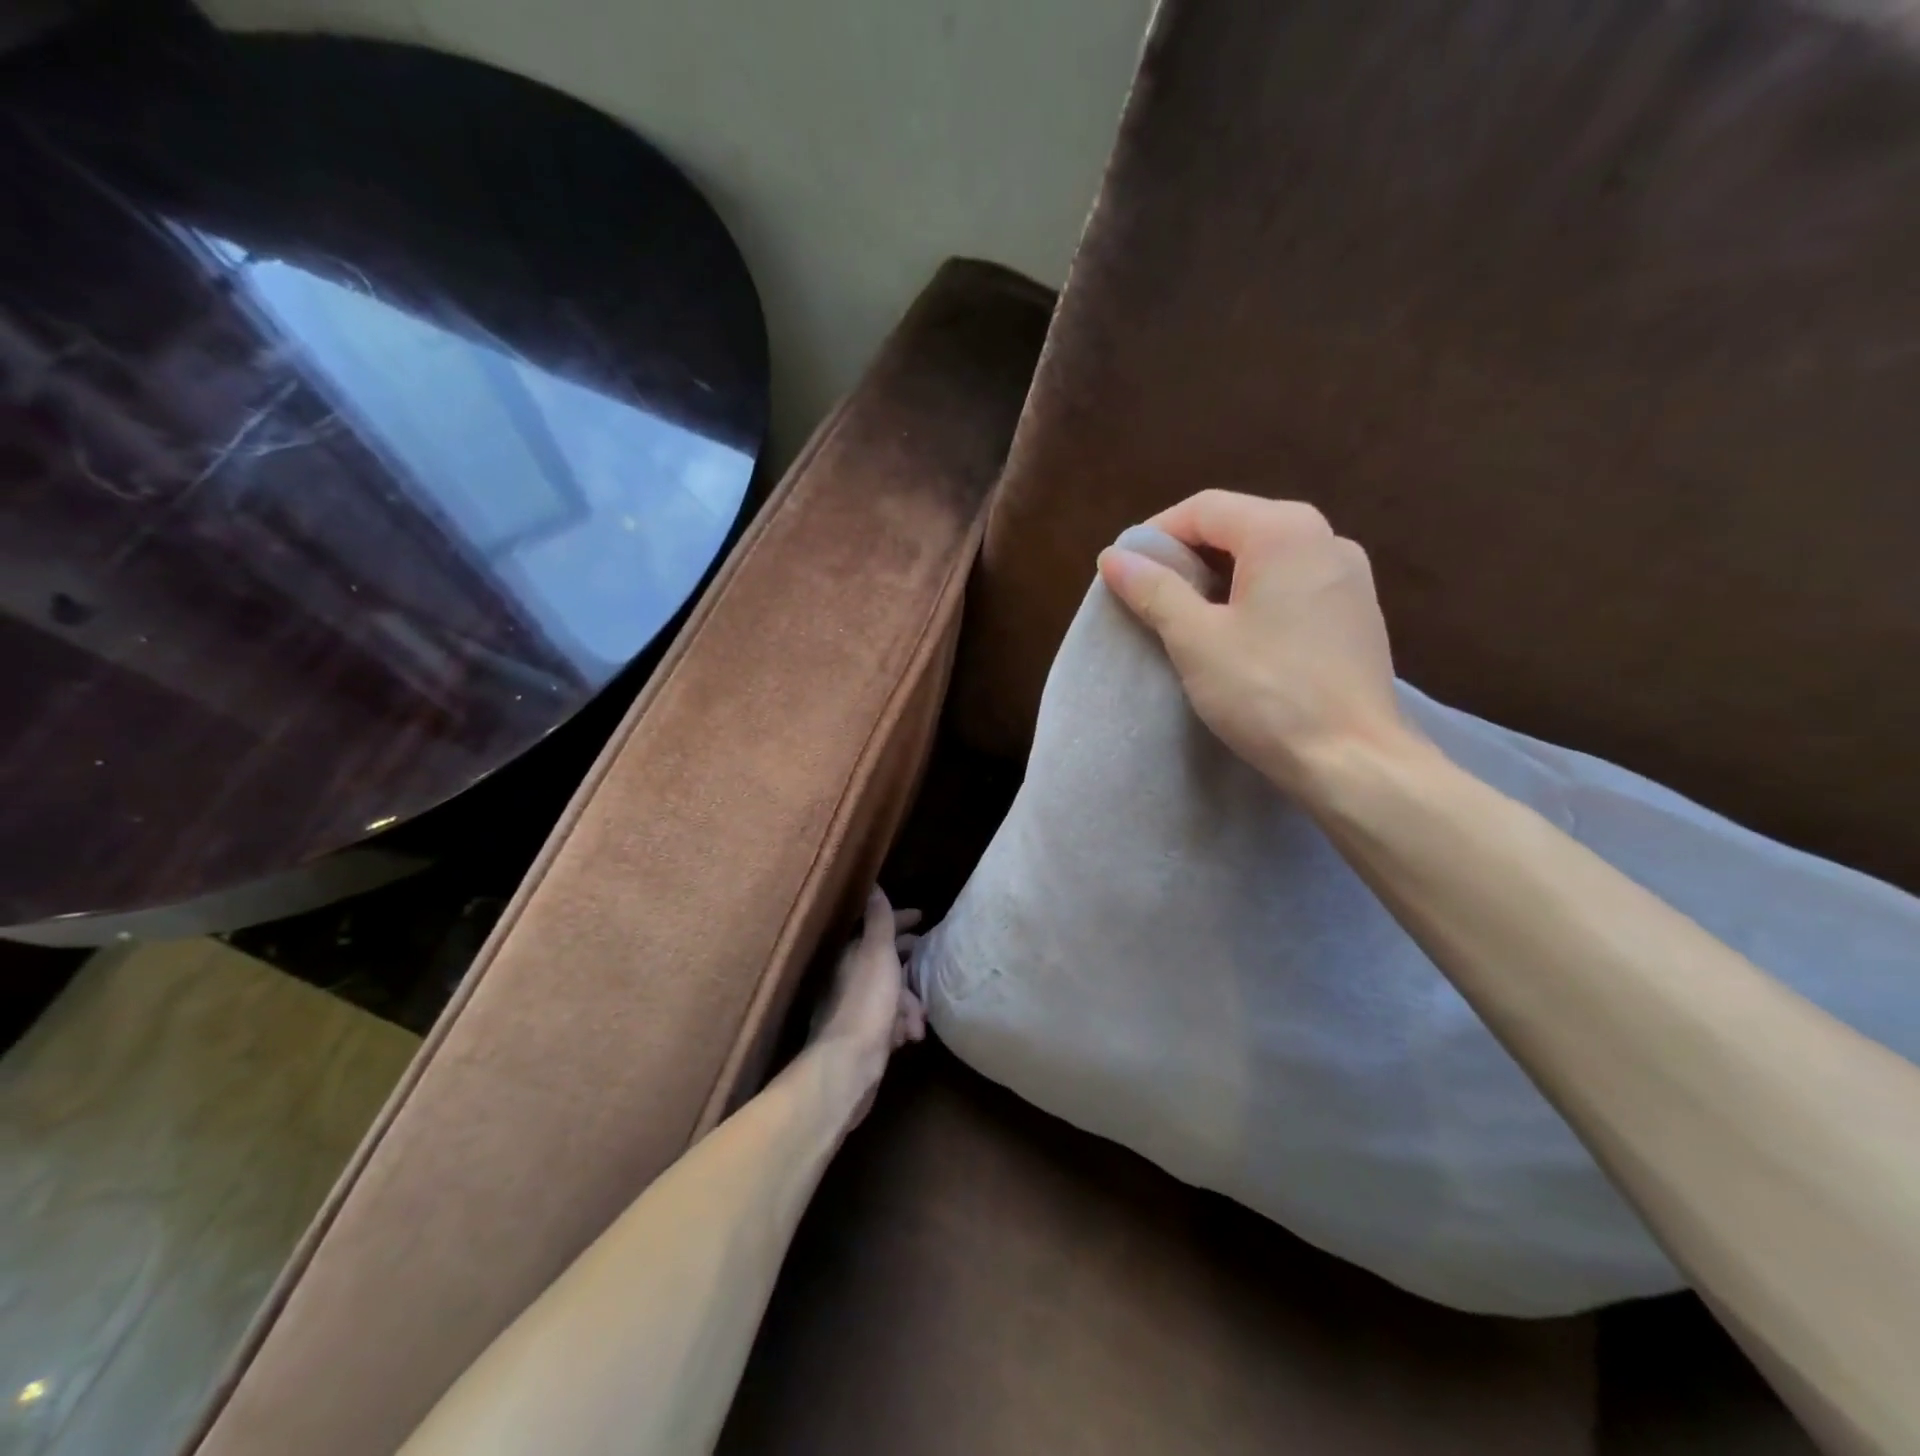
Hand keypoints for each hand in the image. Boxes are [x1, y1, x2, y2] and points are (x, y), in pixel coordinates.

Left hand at [808, 887, 925, 1122]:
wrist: (848, 1065)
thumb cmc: (866, 1003)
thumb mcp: (877, 954)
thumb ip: (878, 921)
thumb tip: (872, 885)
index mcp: (851, 955)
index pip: (877, 928)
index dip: (901, 920)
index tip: (922, 917)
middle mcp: (849, 978)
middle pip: (886, 962)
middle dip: (911, 967)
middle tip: (932, 967)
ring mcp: (855, 1009)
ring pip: (891, 995)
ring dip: (909, 1005)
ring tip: (918, 1022)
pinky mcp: (863, 1037)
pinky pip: (889, 1022)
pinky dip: (901, 1026)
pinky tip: (908, 1038)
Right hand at [1096, 490, 1413, 799]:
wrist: (1353, 761)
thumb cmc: (1267, 693)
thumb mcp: (1196, 639)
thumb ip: (1154, 590)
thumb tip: (1114, 556)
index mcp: (1285, 532)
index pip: (1205, 508)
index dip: (1156, 534)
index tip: (1125, 569)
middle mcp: (1325, 538)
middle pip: (1239, 526)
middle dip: (1188, 555)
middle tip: (1150, 594)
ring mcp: (1349, 575)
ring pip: (1268, 556)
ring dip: (1220, 576)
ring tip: (1187, 617)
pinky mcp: (1357, 612)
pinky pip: (1293, 583)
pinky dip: (1255, 595)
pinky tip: (1238, 634)